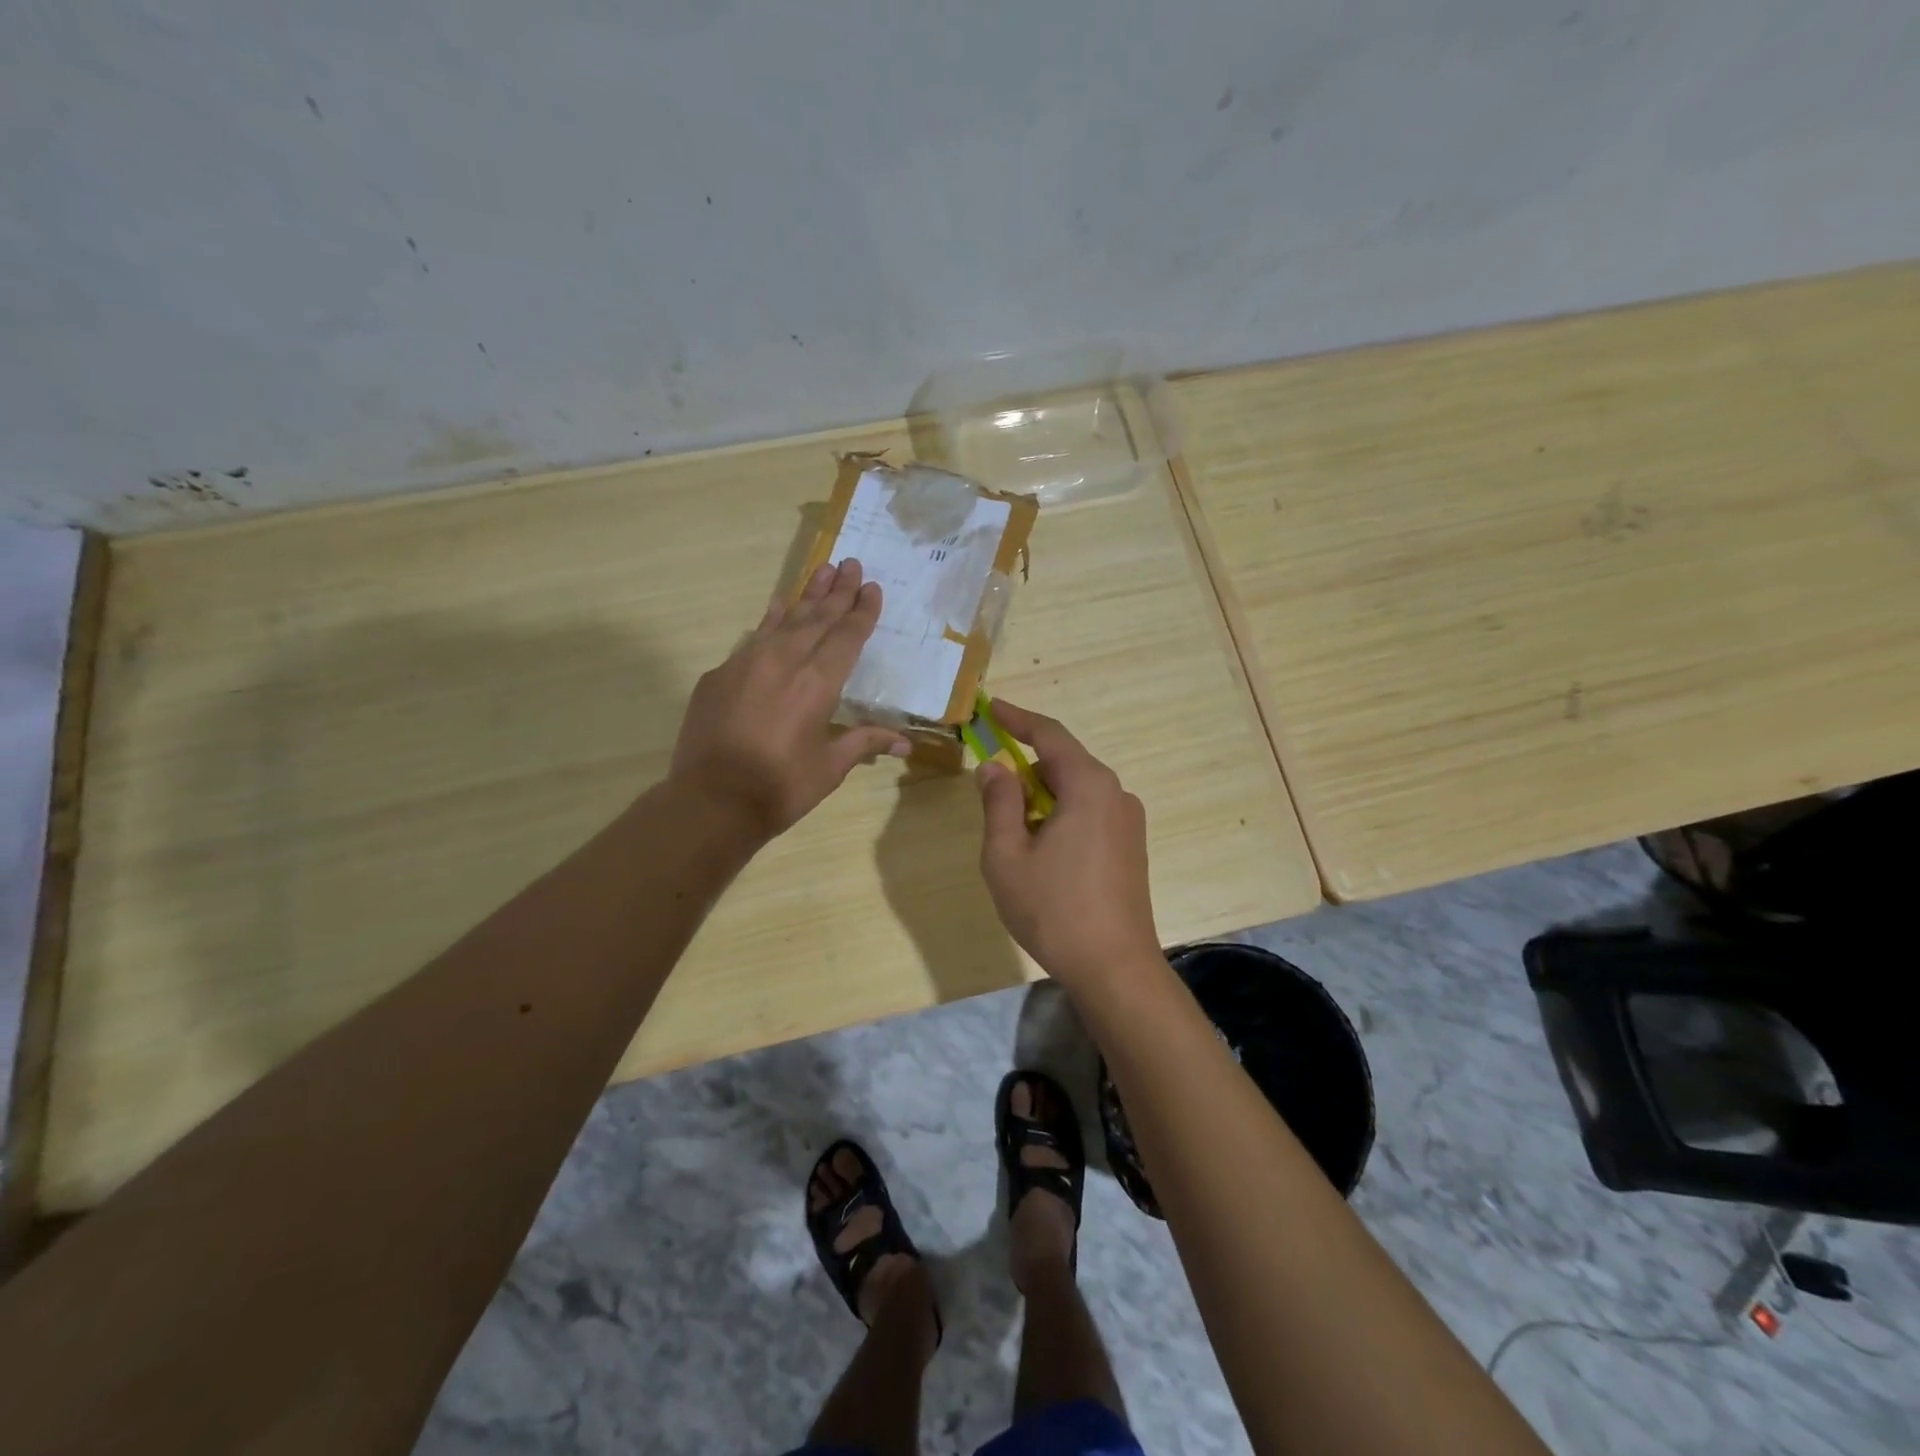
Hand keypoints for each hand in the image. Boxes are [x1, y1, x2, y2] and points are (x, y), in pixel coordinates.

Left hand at [671, 559, 909, 839]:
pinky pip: (753, 638)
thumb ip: (864, 743)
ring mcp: (747, 663)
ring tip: (823, 570)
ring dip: (806, 595)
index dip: (861, 612)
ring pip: (784, 619)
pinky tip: (777, 606)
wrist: (711, 801)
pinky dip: (770, 620)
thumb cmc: (780, 788)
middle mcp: (784, 661)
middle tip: (852, 563)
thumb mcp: (830, 767)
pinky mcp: (720, 674)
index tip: (872, 587)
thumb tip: (906, 743)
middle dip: (838, 591)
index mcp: (818, 683)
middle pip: (817, 617)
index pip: (846, 637)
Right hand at [976, 701, 1160, 986]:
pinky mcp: (1132, 847)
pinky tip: (1044, 850)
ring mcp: (1129, 822)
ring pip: (1077, 791)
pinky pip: (1091, 813)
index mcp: (1089, 786)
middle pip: (1065, 763)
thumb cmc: (1053, 910)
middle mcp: (1116, 794)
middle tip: (992, 783)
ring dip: (1043, 796)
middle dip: (1026, 767)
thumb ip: (999, 803)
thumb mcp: (1007, 855)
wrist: (1115, 968)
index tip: (991, 708)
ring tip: (1014, 829)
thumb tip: (994, 768)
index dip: (1017, 719)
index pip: (1049, 735)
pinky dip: (1062, 815)